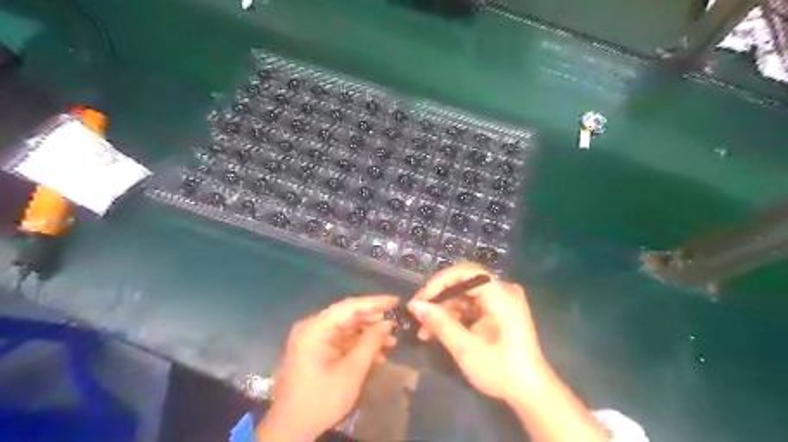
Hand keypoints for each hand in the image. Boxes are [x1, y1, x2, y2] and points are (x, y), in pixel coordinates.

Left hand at [257, 295, 400, 440]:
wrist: (290, 429)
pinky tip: (377, 355)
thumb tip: (387, 324)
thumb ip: (370, 343)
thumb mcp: (351, 371)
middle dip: (373, 320)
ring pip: (347, 329)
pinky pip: (341, 341)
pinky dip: (358, 346)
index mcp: (315, 328)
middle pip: (348, 316)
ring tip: (391, 341)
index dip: (375, 302)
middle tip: (396, 323)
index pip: (349, 306)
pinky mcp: (316, 351)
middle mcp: (313, 328)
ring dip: (368, 335)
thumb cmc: (321, 399)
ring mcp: (313, 340)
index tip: (396, 301)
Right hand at [406, 263, 548, 402]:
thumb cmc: (502, 371)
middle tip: (417, 315)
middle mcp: (503, 290)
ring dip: (443, 310)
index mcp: (501, 294)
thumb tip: (414, 305)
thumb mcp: (466, 349)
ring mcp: (501, 301)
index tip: (420, 300)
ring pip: (464, 295)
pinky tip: (437, 331)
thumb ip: (440, 323)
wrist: (531, 393)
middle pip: (463, 282)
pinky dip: (454, 316)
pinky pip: (471, 305)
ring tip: (423, 330)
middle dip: (438, 298)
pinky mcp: (498, 311)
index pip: (465, 272)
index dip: (439, 282)